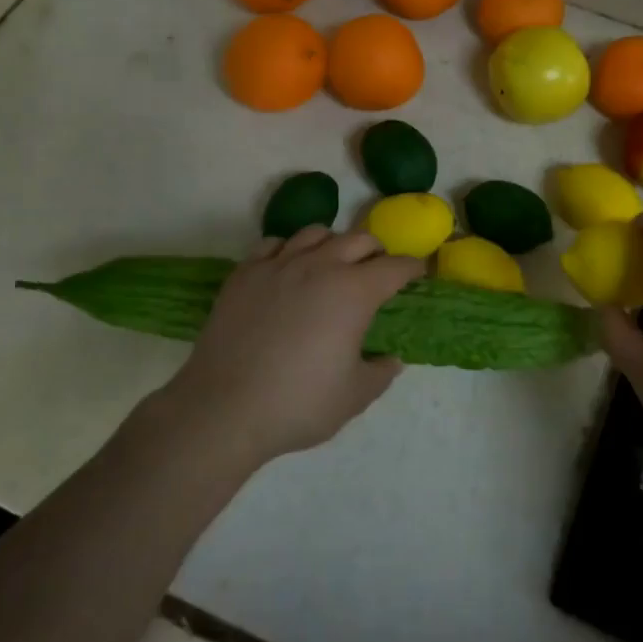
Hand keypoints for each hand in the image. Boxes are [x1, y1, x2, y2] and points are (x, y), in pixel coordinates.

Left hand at [168, 227, 423, 467]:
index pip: (396, 267)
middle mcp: (320, 265)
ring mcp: (278, 265)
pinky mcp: (245, 273)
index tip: (418, 274)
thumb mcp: (354, 396)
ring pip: (316, 232)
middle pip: (359, 239)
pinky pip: (273, 243)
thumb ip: (381, 372)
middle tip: (378, 272)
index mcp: (354, 292)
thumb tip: (390, 359)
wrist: (223, 409)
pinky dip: (289, 249)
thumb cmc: (298, 404)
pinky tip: (288, 270)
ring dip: (334, 244)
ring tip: (332, 265)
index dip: (413, 268)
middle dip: (377, 252)